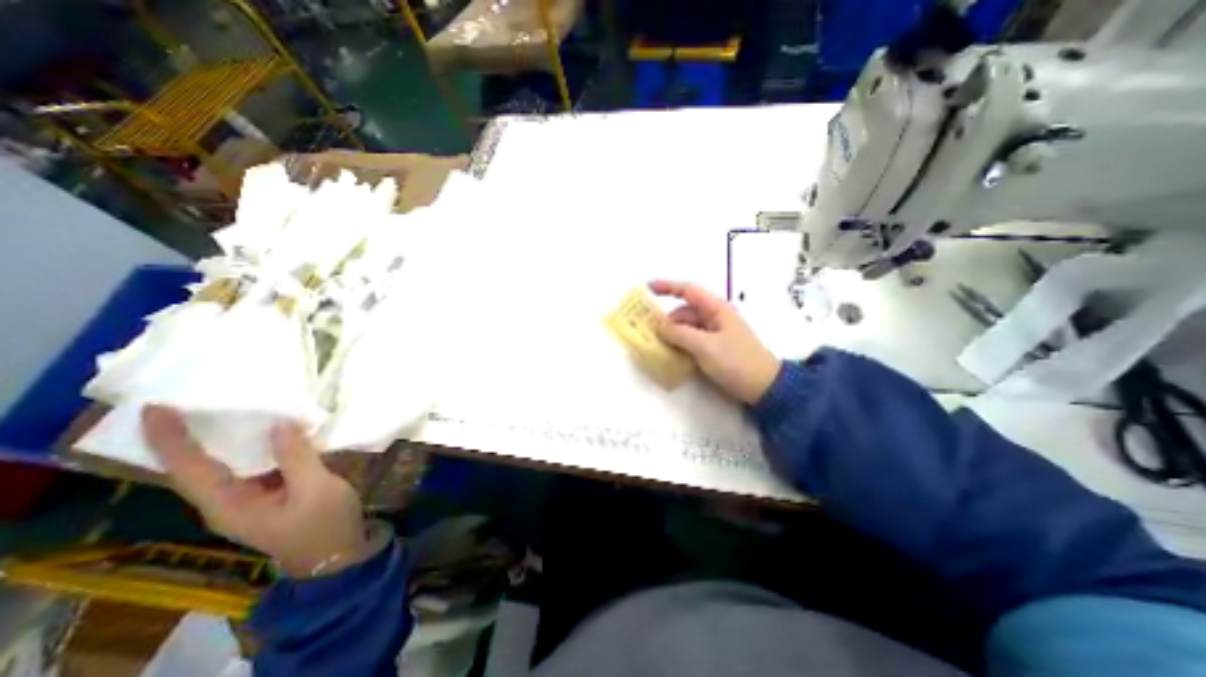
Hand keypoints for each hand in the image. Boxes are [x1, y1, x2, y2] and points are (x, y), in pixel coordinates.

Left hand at [140, 406, 368, 579]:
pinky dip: (252, 444)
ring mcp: (246, 498)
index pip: (189, 468)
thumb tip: (280, 422)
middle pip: (195, 466)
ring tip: (223, 407)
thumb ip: (297, 457)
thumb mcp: (316, 489)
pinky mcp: (266, 494)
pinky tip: (266, 429)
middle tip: (187, 399)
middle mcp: (226, 501)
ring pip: (223, 464)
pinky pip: (250, 465)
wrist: (337, 555)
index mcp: (228, 504)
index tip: (157, 407)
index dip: (171, 438)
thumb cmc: (324, 523)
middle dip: (185, 434)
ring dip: (220, 437)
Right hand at [651, 277, 782, 404]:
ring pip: (686, 328)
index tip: (646, 288)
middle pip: (684, 312)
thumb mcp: (705, 347)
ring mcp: (714, 334)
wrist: (764, 388)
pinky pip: (691, 341)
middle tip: (647, 331)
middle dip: (666, 319)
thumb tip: (658, 325)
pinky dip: (680, 345)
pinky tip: (670, 355)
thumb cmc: (737, 362)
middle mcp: (714, 317)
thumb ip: (679, 334)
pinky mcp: (714, 349)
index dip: (667, 287)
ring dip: (672, 335)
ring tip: (656, 346)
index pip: (688, 290)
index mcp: (716, 309)